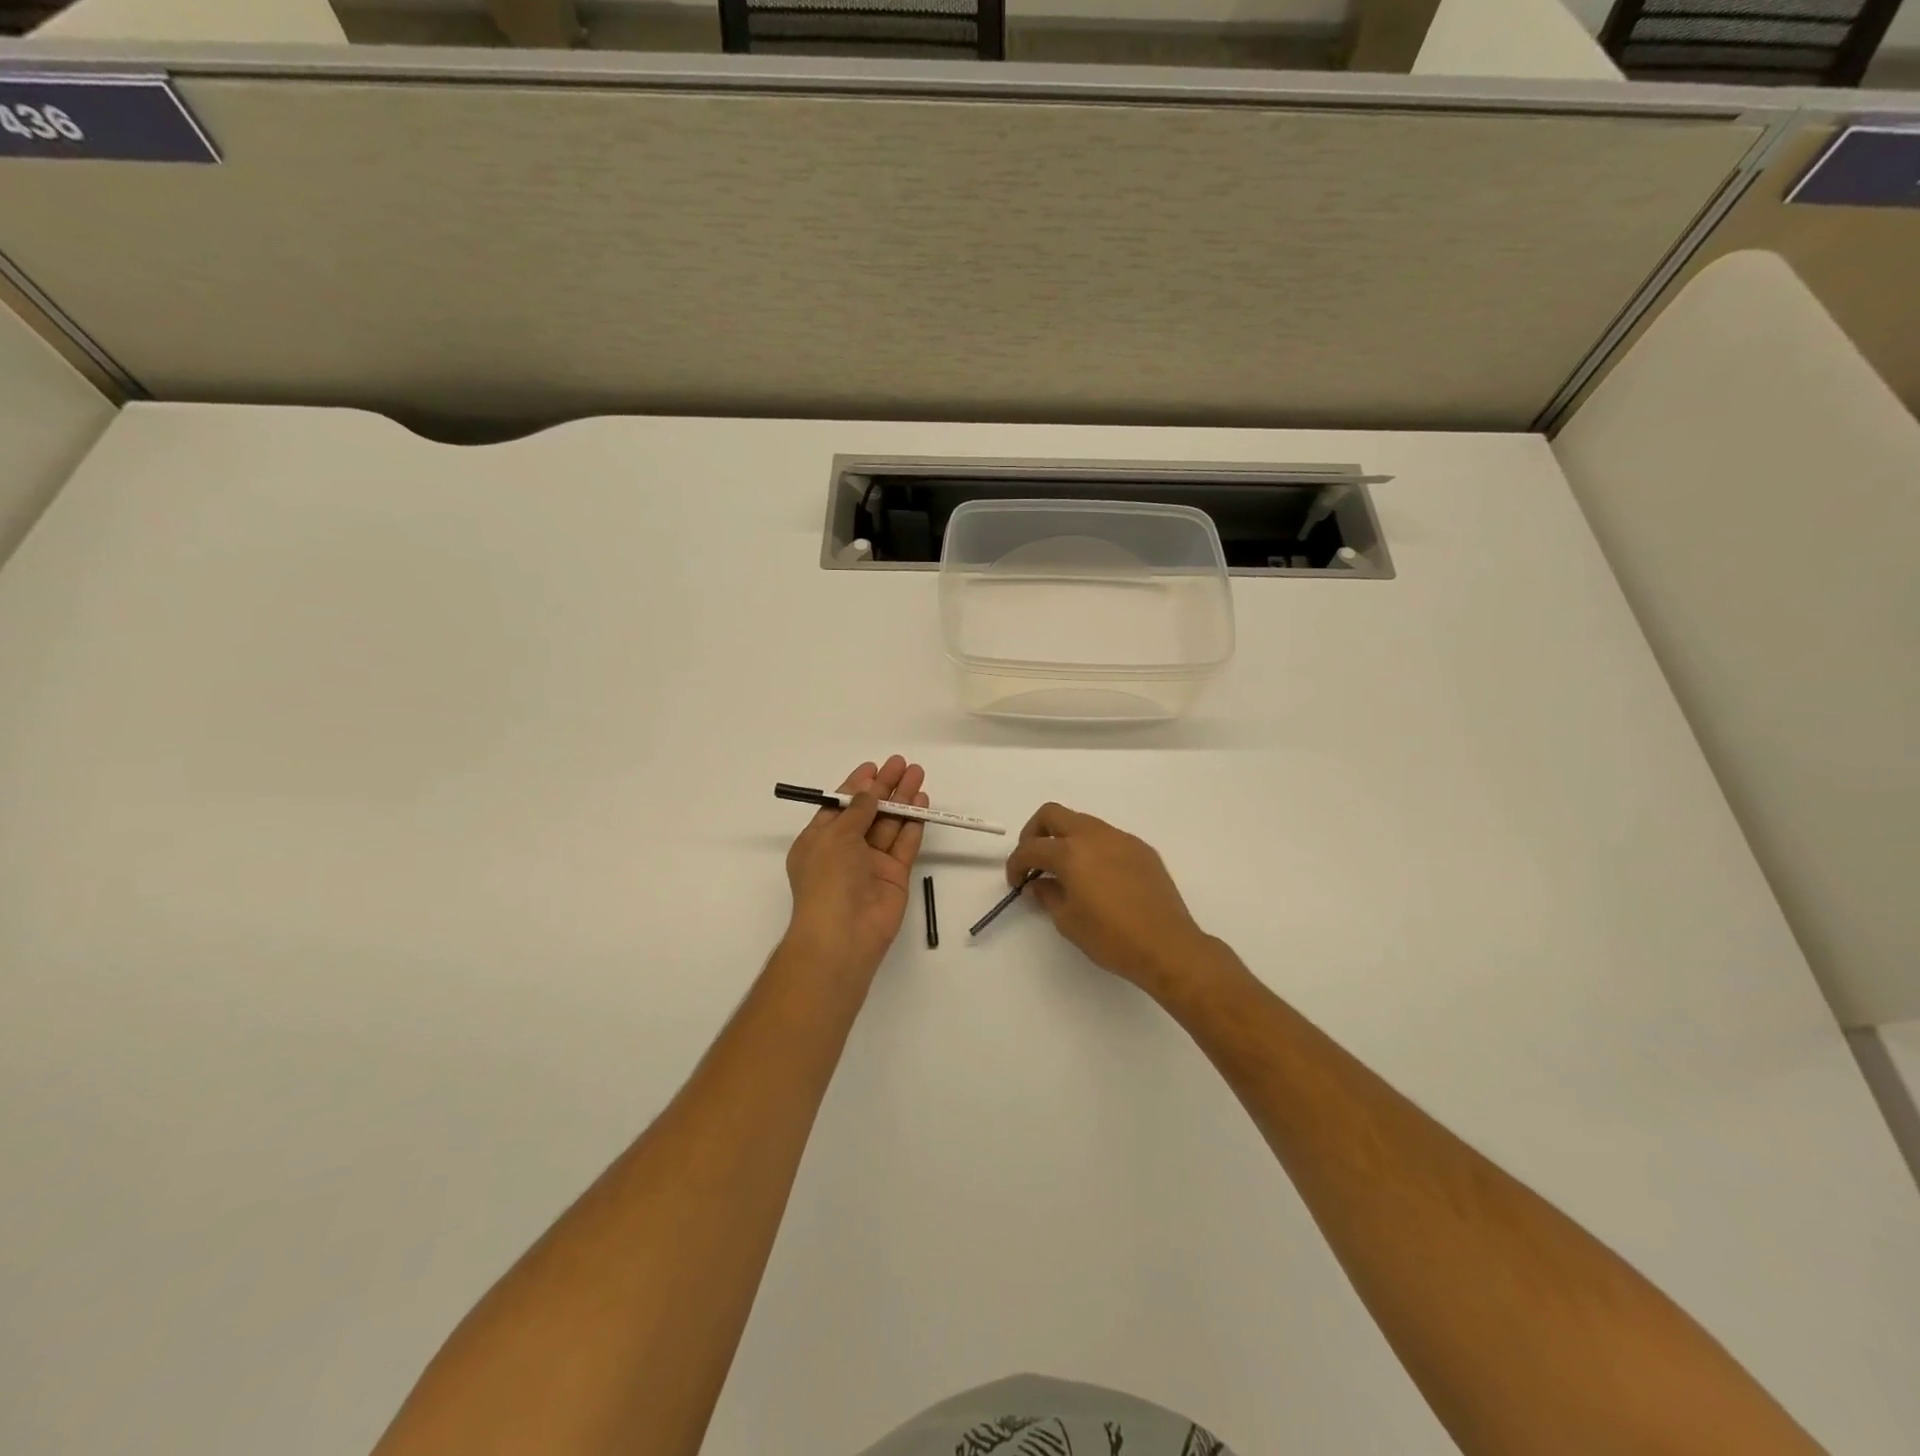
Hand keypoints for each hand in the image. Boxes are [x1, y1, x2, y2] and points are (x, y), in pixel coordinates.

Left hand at [783, 756, 927, 983]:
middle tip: (902, 763)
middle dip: (884, 786)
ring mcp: (871, 863)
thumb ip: (857, 811)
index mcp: (819, 840)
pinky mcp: (894, 875)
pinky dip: (913, 823)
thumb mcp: (835, 836)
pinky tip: (922, 802)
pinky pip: (904, 843)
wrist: (844, 933)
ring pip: (889, 824)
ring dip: (902, 799)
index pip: (840, 806)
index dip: (856, 785)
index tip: (874, 766)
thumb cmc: (828, 879)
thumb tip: (868, 791)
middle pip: (868, 811)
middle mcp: (845, 849)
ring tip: (917, 774)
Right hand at [1005, 803, 1217, 999]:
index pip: (1031, 847)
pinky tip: (1097, 876)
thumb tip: (1038, 883)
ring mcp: (1121, 839)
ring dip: (1066, 838)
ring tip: (1065, 870)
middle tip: (1033, 860)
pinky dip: (1092, 848)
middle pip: (1053, 815)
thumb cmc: (1111, 938)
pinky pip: (1108, 838)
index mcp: (1071, 852)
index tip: (1017, 882)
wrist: (1167, 946)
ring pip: (1082, 822)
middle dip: (1035, 833)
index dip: (1016, 863)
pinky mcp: (1142, 849)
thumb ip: (1047, 895)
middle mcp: (1095, 836)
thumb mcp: (1068, 921)